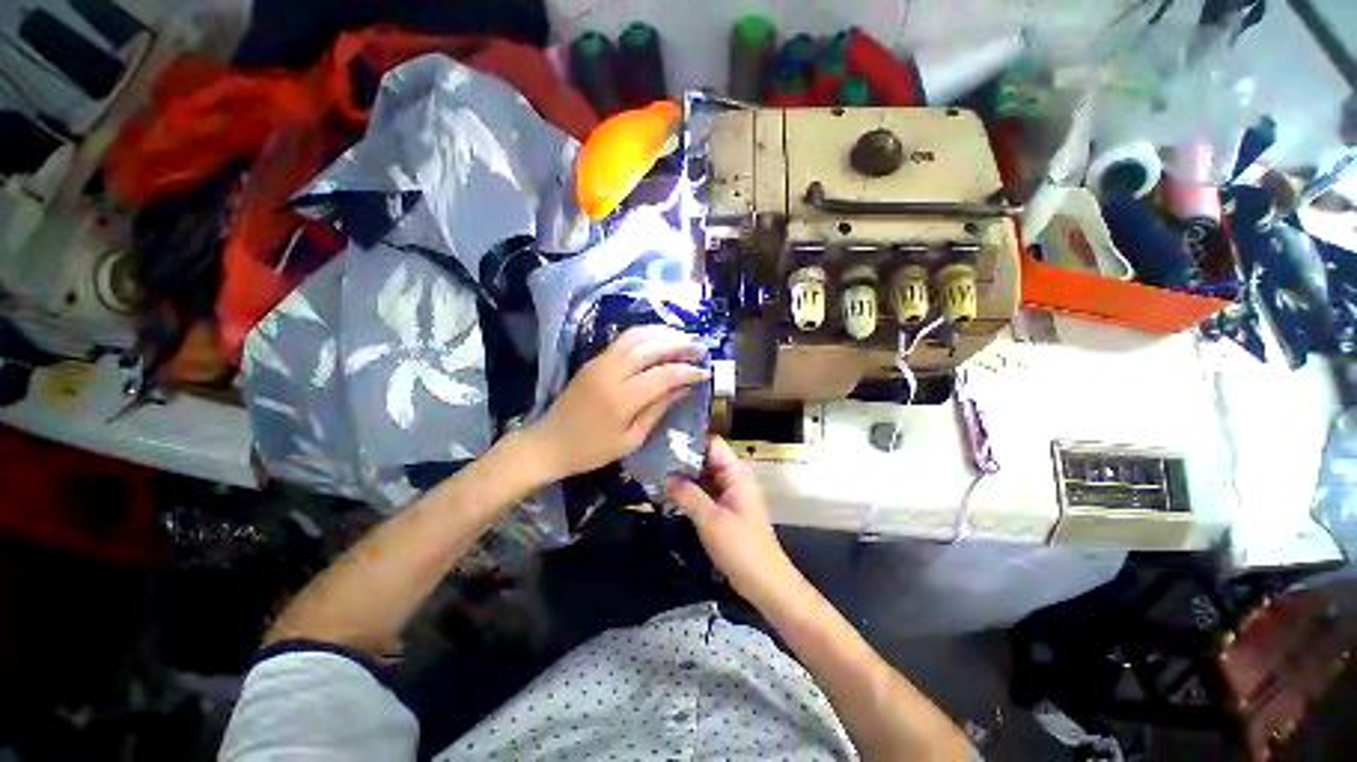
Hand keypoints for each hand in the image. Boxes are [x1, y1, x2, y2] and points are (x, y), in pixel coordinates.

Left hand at [526, 326, 708, 482]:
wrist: (549, 442)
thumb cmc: (591, 450)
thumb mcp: (631, 439)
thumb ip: (658, 410)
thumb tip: (683, 389)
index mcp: (621, 399)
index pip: (663, 375)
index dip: (687, 372)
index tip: (705, 372)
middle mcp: (611, 372)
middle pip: (651, 347)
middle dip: (679, 345)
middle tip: (699, 348)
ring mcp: (600, 361)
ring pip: (636, 336)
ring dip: (662, 333)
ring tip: (683, 339)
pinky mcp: (594, 359)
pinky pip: (624, 339)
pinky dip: (645, 334)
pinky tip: (659, 338)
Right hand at [666, 437, 802, 605]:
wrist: (764, 583)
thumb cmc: (741, 547)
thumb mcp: (710, 519)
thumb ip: (687, 494)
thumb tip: (664, 476)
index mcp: (736, 472)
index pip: (711, 443)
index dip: (689, 441)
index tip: (663, 443)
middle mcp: (732, 477)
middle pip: (704, 458)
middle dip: (680, 460)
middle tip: (652, 461)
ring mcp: (728, 493)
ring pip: (702, 476)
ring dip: (682, 477)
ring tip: (653, 475)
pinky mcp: (724, 508)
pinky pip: (703, 492)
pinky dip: (687, 492)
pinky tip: (666, 494)